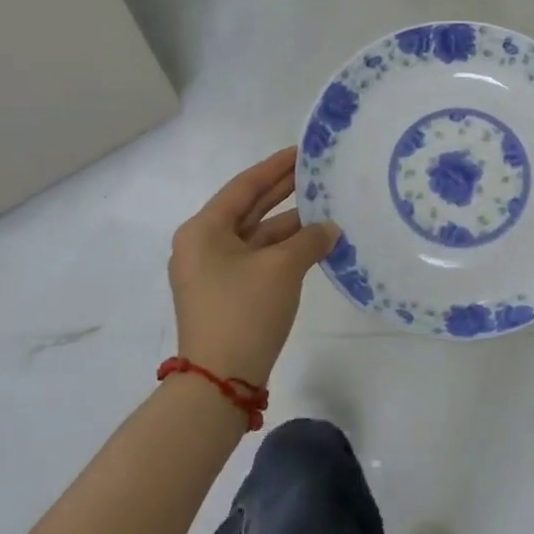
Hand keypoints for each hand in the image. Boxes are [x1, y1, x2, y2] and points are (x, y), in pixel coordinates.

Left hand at [168, 147, 338, 387]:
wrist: (220, 382)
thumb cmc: (244, 310)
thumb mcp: (282, 268)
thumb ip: (310, 240)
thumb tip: (330, 229)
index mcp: (204, 230)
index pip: (244, 186)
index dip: (275, 167)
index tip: (302, 152)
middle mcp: (203, 245)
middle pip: (248, 208)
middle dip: (283, 191)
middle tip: (316, 172)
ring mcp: (213, 271)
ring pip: (256, 236)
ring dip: (289, 224)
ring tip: (326, 208)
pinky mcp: (226, 293)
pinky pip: (258, 258)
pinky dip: (284, 249)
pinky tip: (314, 243)